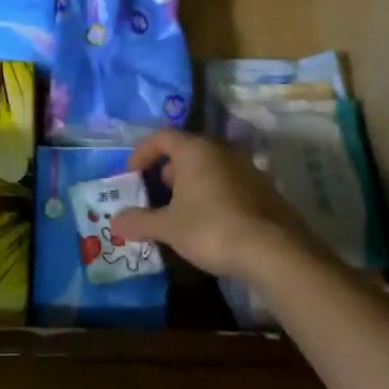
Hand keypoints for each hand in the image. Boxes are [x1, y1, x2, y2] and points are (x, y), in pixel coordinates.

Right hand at [109, 130, 321, 283]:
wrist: (273, 251)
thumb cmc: (211, 229)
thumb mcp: (168, 227)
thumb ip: (139, 221)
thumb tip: (114, 222)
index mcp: (195, 150)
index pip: (162, 136)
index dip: (142, 153)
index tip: (132, 175)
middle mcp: (222, 150)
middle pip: (187, 150)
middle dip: (167, 170)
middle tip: (156, 195)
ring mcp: (247, 168)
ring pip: (210, 167)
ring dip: (191, 183)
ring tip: (181, 212)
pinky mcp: (264, 189)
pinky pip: (229, 183)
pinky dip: (213, 194)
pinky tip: (210, 223)